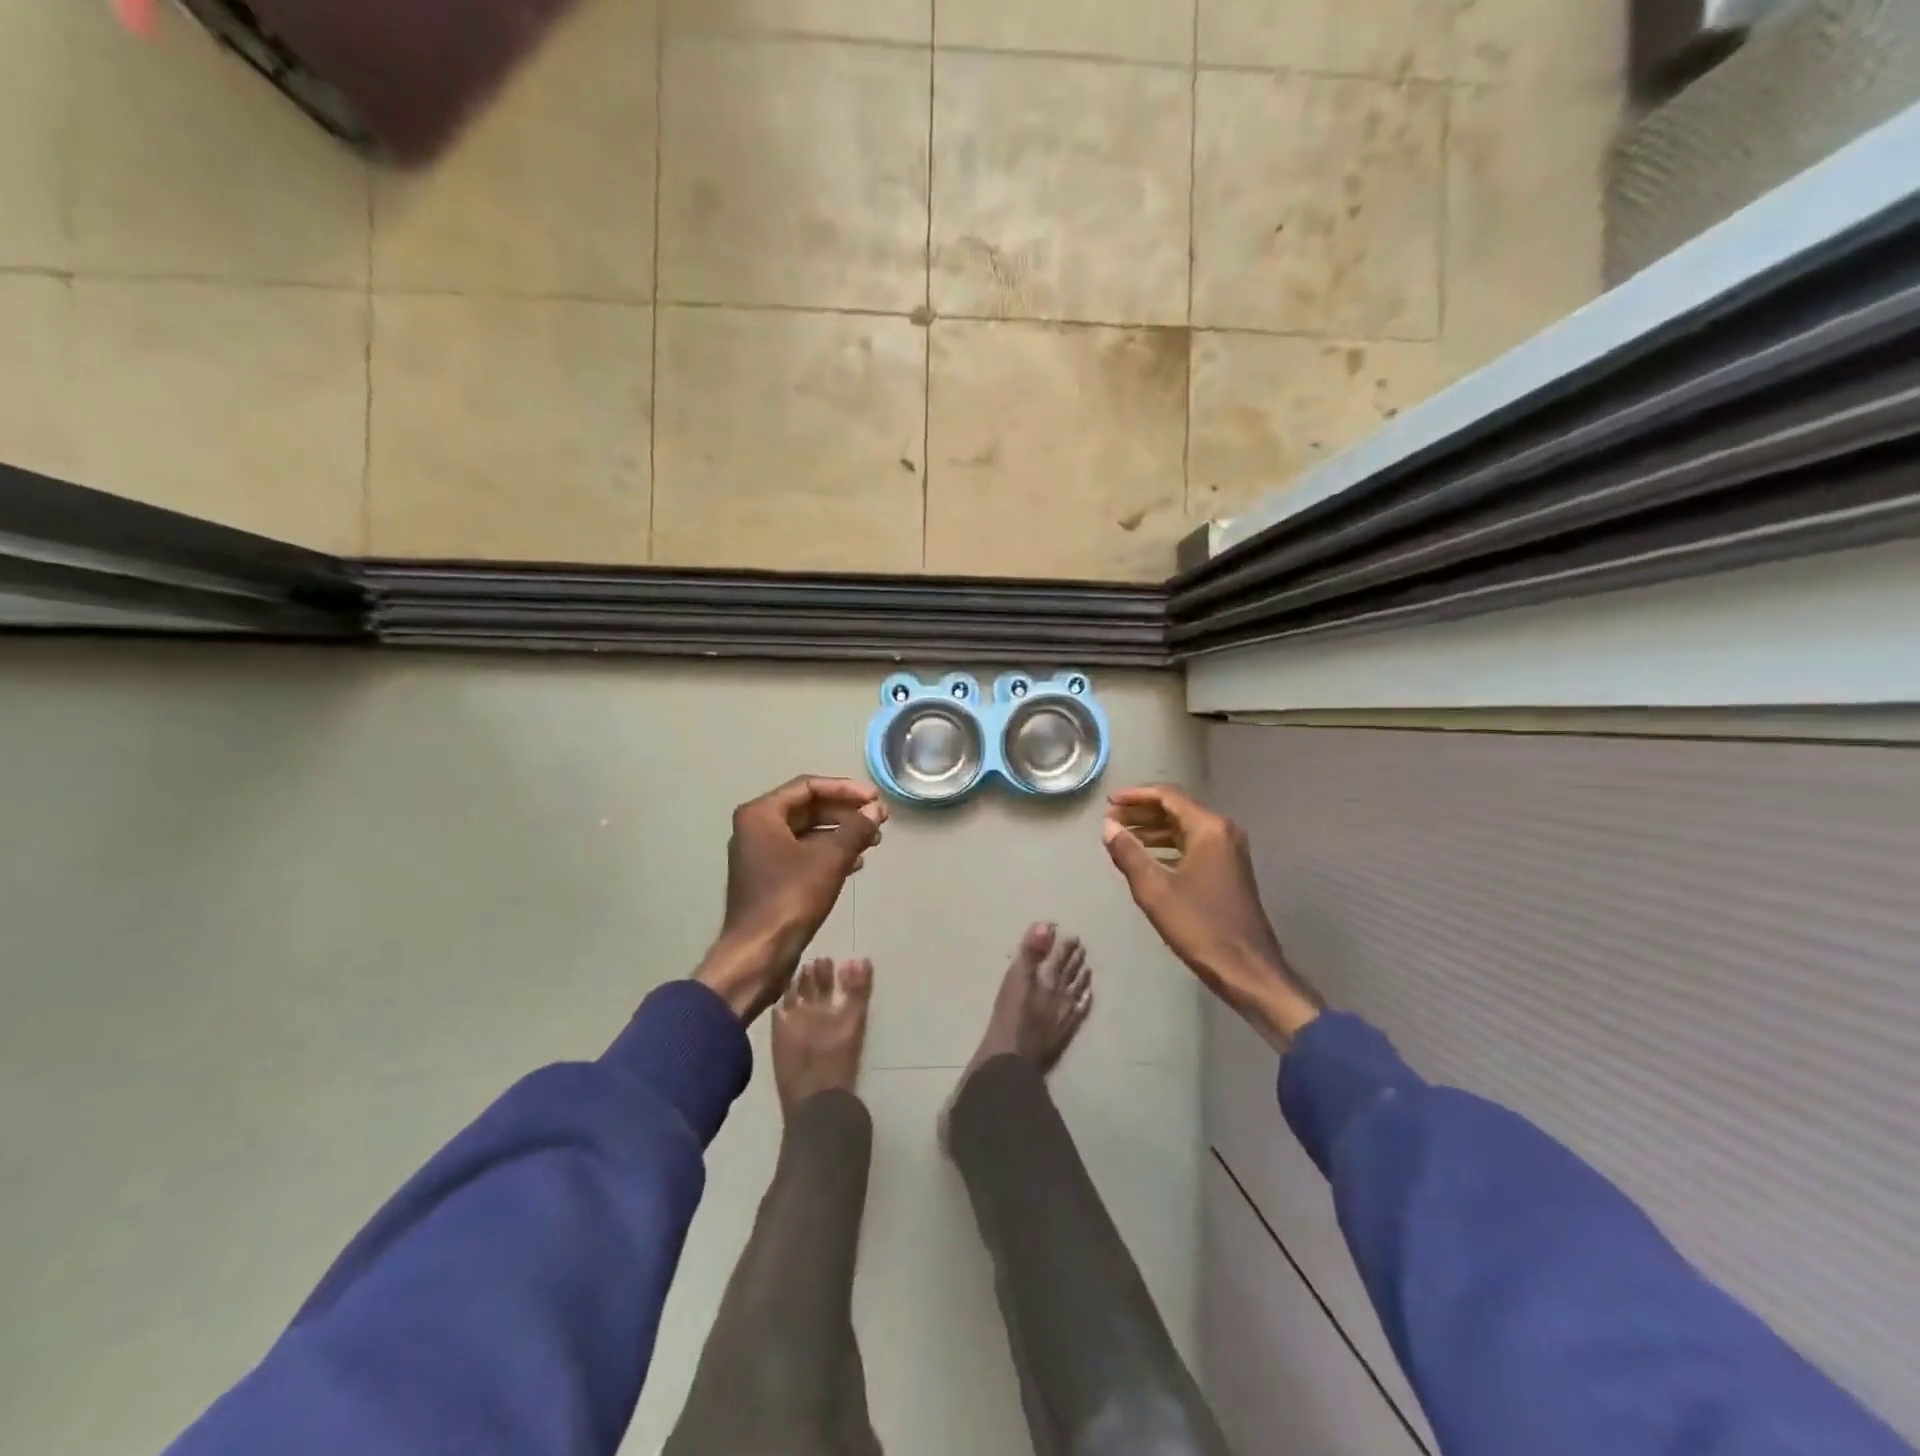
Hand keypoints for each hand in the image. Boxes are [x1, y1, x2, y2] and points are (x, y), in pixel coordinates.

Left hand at [695, 776, 886, 1021]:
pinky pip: (802, 853)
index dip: (846, 789)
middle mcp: (756, 828)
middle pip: (808, 808)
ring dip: (841, 833)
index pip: (808, 787)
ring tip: (873, 841)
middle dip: (845, 813)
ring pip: (807, 832)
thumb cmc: (790, 898)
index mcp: (761, 814)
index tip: (875, 799)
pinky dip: (828, 853)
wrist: (758, 954)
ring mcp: (760, 854)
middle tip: (878, 819)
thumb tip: (876, 810)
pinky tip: (854, 863)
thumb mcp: (830, 859)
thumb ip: (856, 828)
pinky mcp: (768, 877)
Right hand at [1102, 785, 1319, 1049]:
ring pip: (1184, 828)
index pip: (1167, 796)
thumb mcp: (1154, 889)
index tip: (1108, 802)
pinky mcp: (1228, 870)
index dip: (1135, 796)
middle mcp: (1222, 832)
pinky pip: (1193, 845)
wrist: (1246, 968)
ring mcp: (1229, 851)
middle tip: (1111, 820)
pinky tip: (1146, 859)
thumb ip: (1128, 853)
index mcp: (1209, 829)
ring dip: (1153, 830)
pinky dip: (1167, 846)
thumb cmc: (1199, 926)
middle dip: (1142, 812)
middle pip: (1176, 809)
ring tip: (1122, 838)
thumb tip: (1108, 825)